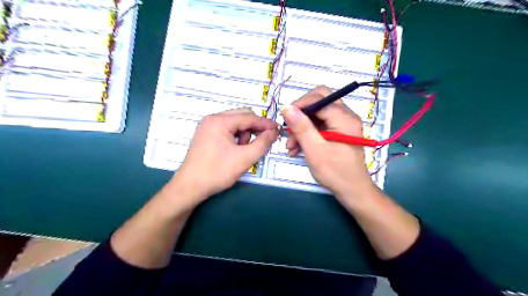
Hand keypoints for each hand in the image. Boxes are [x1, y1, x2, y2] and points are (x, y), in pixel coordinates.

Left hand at [175, 108, 279, 205]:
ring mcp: (207, 126)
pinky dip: (236, 137)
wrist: (190, 187)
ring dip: (244, 134)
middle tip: (264, 140)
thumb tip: (273, 132)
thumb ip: (262, 143)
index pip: (249, 117)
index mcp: (220, 121)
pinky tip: (235, 150)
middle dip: (254, 128)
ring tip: (244, 151)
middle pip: (241, 116)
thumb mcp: (244, 158)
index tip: (278, 129)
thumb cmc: (217, 172)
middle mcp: (212, 119)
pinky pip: (227, 130)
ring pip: (235, 123)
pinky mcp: (206, 134)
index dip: (265, 123)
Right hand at [283, 85, 377, 200]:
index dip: (300, 104)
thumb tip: (286, 107)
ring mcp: (342, 124)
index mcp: (344, 117)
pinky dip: (307, 133)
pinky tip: (296, 147)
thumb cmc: (335, 172)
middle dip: (301, 114)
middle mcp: (345, 116)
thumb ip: (301, 127)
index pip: (319, 98)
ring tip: (290, 146)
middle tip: (288, 128)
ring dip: (301, 127)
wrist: (352, 191)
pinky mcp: (337, 132)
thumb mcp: (315, 150)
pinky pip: (319, 125)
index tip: (285, 118)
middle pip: (319, 102)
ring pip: (316, 115)